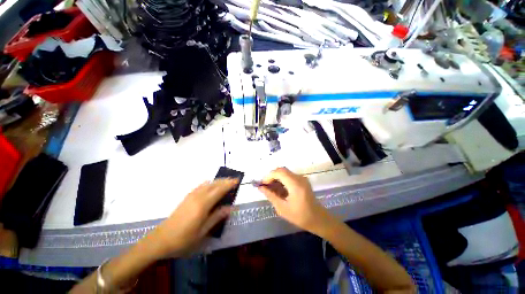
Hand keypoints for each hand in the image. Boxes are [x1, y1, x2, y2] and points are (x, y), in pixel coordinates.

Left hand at [145, 179, 238, 258]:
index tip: (237, 180)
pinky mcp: (187, 197)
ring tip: (225, 182)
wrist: (161, 239)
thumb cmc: (184, 238)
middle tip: (233, 180)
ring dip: (217, 181)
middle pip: (214, 184)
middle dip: (225, 180)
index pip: (219, 190)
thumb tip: (231, 208)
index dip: (229, 184)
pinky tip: (211, 186)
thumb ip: (217, 217)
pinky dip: (209, 183)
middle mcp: (198, 196)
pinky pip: (201, 186)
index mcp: (203, 204)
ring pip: (207, 183)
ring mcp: (191, 195)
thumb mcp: (203, 231)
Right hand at [258, 167, 331, 233]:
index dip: (269, 176)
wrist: (318, 219)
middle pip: (282, 170)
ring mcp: (302, 178)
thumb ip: (271, 196)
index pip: (279, 172)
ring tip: (271, 188)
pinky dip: (282, 179)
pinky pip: (289, 175)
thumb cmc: (300, 216)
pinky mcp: (302, 180)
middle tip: (266, 186)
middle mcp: (299, 178)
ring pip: (285, 172)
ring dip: (276, 178)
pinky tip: (279, 188)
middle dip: (272, 176)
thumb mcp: (282, 208)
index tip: (262, 184)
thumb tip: (260, 188)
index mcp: (295, 185)